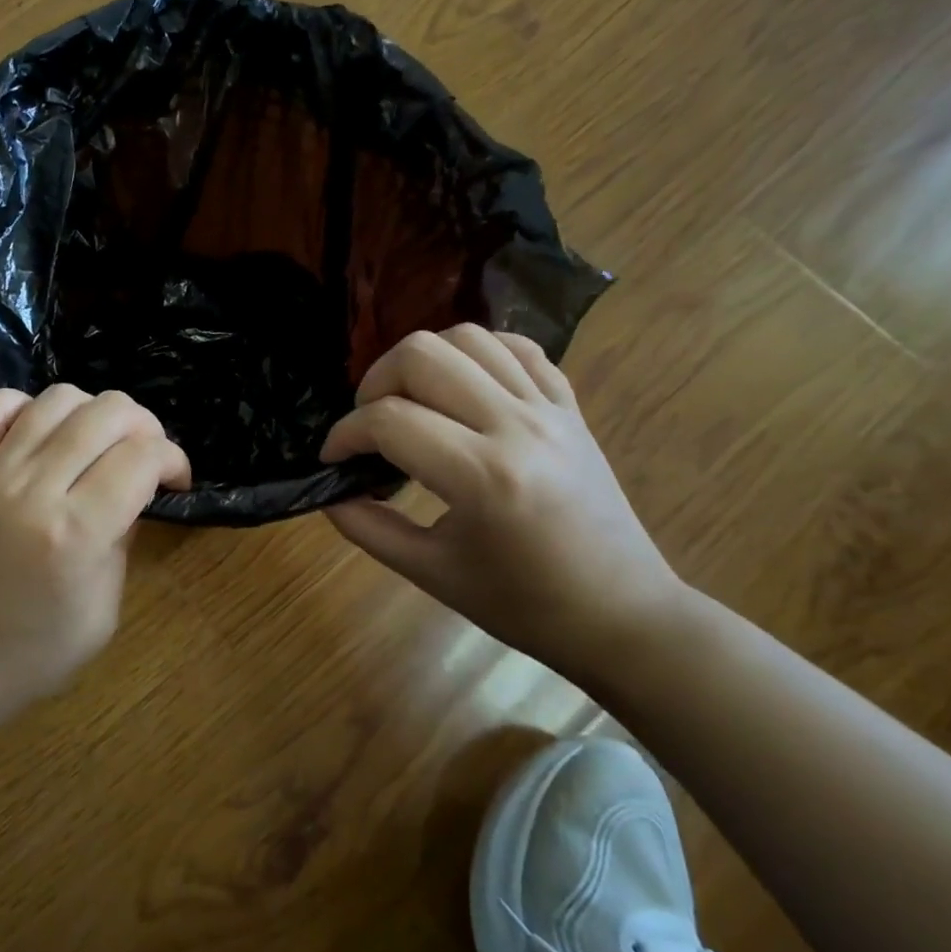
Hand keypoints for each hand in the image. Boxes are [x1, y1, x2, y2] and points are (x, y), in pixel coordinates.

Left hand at [0, 385, 190, 737]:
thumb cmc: (30, 655)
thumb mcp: (102, 614)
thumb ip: (123, 540)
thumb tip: (136, 491)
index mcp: (76, 533)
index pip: (143, 457)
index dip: (174, 460)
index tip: (175, 482)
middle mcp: (35, 487)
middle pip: (109, 412)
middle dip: (145, 428)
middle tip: (145, 461)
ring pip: (59, 397)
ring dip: (94, 412)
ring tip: (98, 447)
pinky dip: (30, 407)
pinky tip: (43, 437)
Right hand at [320, 326, 685, 672]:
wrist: (622, 615)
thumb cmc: (523, 605)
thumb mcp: (431, 573)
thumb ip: (368, 528)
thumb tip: (328, 493)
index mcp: (482, 477)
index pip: (389, 420)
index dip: (344, 435)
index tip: (332, 458)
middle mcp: (517, 427)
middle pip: (423, 355)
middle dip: (374, 383)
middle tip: (367, 425)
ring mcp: (550, 410)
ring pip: (469, 337)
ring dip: (421, 360)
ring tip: (408, 400)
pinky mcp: (571, 407)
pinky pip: (519, 348)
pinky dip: (476, 353)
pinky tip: (459, 384)